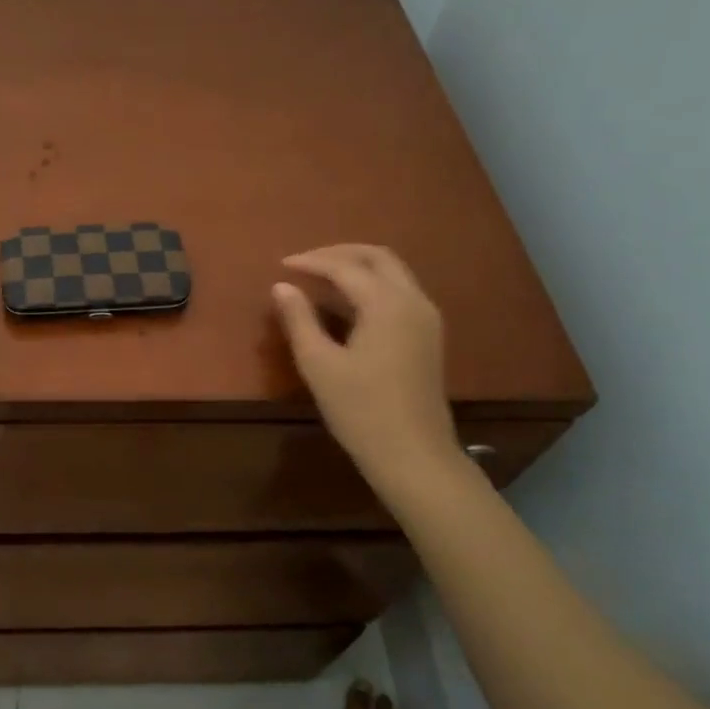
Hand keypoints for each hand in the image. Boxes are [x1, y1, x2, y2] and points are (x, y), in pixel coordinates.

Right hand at [271, 245, 462, 491]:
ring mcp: (426, 318)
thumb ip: (299, 320)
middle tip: (305, 263)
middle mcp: (413, 301)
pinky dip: (372, 285)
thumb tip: (281, 287)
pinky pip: (400, 292)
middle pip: (377, 257)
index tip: (282, 265)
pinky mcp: (428, 336)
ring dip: (358, 267)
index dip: (311, 262)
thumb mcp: (319, 365)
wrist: (414, 455)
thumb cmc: (361, 411)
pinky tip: (348, 303)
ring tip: (321, 278)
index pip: (345, 267)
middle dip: (339, 253)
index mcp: (387, 304)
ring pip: (393, 272)